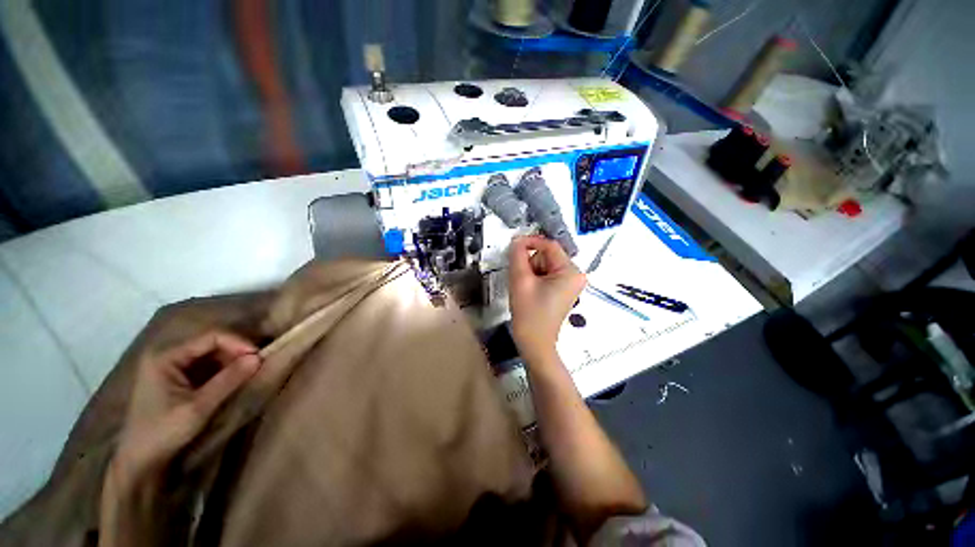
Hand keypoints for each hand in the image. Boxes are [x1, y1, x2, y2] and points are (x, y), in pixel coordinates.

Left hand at [112, 331, 260, 485]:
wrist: (140, 461)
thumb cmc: (163, 433)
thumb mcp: (198, 408)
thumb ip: (227, 381)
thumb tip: (258, 358)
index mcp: (165, 357)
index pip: (210, 337)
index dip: (238, 343)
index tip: (259, 358)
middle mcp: (167, 355)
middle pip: (211, 343)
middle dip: (236, 353)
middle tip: (256, 367)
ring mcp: (172, 366)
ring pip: (212, 354)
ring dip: (232, 362)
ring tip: (247, 375)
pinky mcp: (178, 378)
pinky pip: (207, 366)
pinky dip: (224, 371)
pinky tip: (233, 381)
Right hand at [508, 235, 585, 362]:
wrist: (534, 343)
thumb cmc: (529, 313)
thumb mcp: (520, 280)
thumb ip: (517, 255)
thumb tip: (517, 240)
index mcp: (571, 272)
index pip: (549, 246)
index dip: (530, 242)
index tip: (513, 246)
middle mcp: (576, 275)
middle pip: (548, 256)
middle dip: (531, 264)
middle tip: (522, 281)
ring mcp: (571, 283)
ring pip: (545, 265)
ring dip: (532, 272)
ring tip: (526, 290)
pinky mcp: (564, 290)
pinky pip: (547, 275)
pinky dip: (535, 279)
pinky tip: (530, 292)